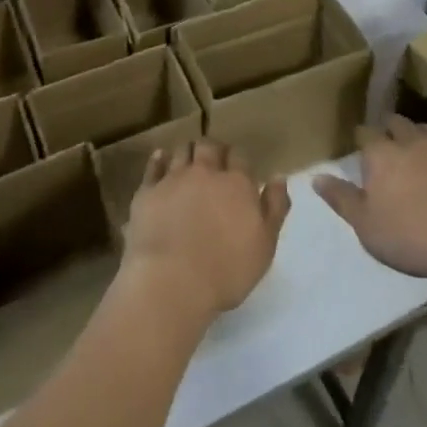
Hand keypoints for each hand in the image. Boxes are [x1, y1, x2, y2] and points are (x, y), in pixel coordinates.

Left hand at [121, 139, 289, 328]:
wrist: (172, 280)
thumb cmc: (226, 270)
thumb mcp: (265, 245)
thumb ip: (275, 207)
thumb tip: (278, 177)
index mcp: (236, 183)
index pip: (240, 156)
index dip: (238, 159)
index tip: (238, 169)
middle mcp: (205, 172)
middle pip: (209, 146)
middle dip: (213, 149)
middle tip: (214, 160)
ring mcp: (173, 178)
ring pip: (182, 150)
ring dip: (188, 152)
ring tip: (189, 161)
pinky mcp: (148, 190)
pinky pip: (154, 165)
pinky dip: (159, 159)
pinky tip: (161, 159)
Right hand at [314, 117, 426, 281]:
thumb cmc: (412, 236)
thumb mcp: (366, 226)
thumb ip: (341, 199)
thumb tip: (316, 177)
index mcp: (381, 155)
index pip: (365, 134)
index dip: (362, 138)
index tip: (362, 146)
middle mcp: (411, 142)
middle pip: (398, 124)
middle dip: (392, 129)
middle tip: (390, 144)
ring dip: (421, 137)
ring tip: (420, 150)